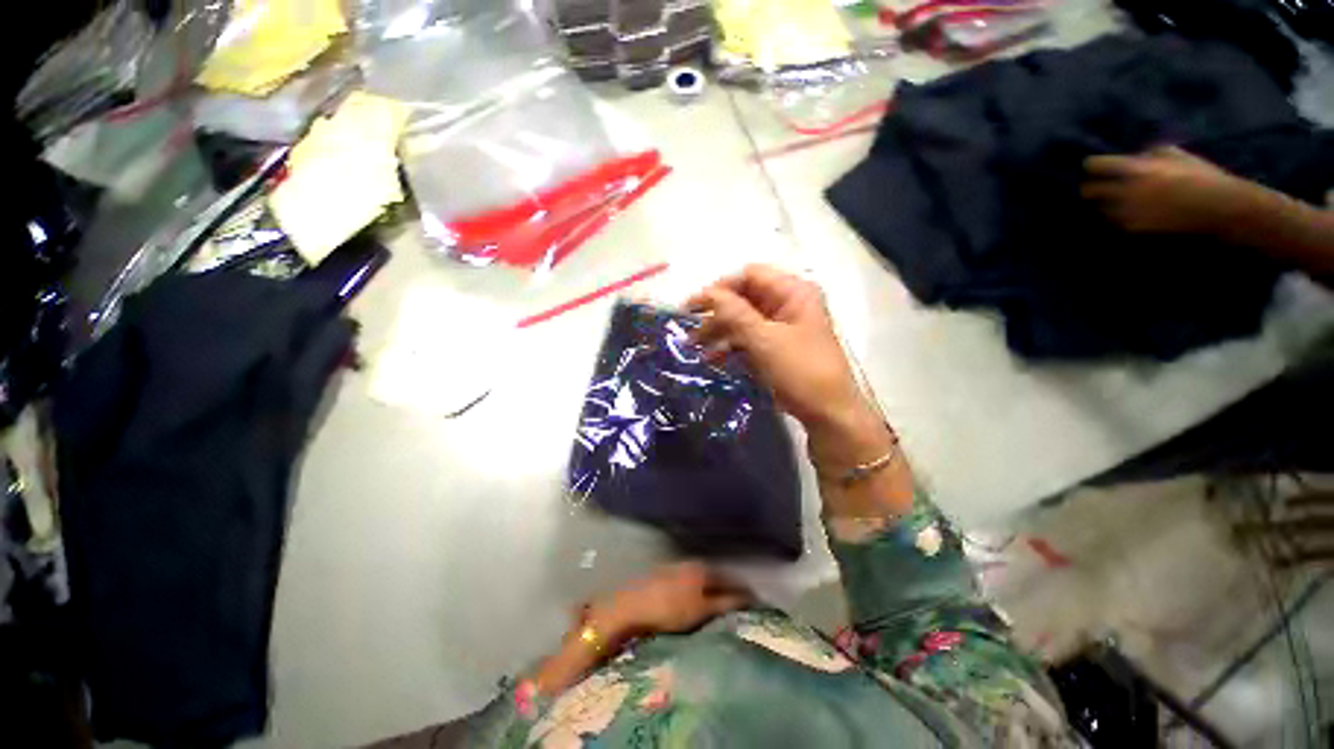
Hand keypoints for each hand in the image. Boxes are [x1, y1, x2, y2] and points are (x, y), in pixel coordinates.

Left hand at [586, 562, 751, 638]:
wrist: (630, 608)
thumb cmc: (669, 609)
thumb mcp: (702, 610)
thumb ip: (725, 602)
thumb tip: (749, 599)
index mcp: (703, 569)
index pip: (731, 578)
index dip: (745, 592)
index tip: (756, 606)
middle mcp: (691, 563)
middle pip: (717, 577)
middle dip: (729, 590)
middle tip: (741, 609)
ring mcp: (676, 568)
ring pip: (702, 579)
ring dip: (713, 591)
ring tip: (721, 609)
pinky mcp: (663, 577)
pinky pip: (689, 583)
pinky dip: (699, 592)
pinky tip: (697, 604)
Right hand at [686, 265, 864, 429]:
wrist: (828, 413)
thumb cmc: (800, 371)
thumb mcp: (764, 340)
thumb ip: (735, 313)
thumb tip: (708, 293)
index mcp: (793, 291)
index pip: (749, 276)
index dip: (719, 288)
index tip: (694, 307)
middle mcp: (788, 303)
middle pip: (744, 298)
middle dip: (716, 314)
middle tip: (690, 331)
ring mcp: (783, 326)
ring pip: (744, 320)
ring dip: (719, 331)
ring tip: (695, 348)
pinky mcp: (777, 346)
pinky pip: (749, 338)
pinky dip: (731, 346)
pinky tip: (713, 359)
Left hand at [1081, 146, 1265, 234]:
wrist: (1218, 207)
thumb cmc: (1201, 176)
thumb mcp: (1176, 155)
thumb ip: (1150, 153)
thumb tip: (1135, 157)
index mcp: (1136, 169)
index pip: (1096, 165)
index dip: (1093, 164)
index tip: (1094, 165)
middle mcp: (1126, 191)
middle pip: (1088, 190)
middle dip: (1091, 187)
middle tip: (1098, 185)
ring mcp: (1128, 211)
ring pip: (1099, 207)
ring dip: (1105, 203)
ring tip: (1116, 199)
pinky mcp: (1133, 227)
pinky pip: (1114, 220)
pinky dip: (1118, 215)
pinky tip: (1128, 211)